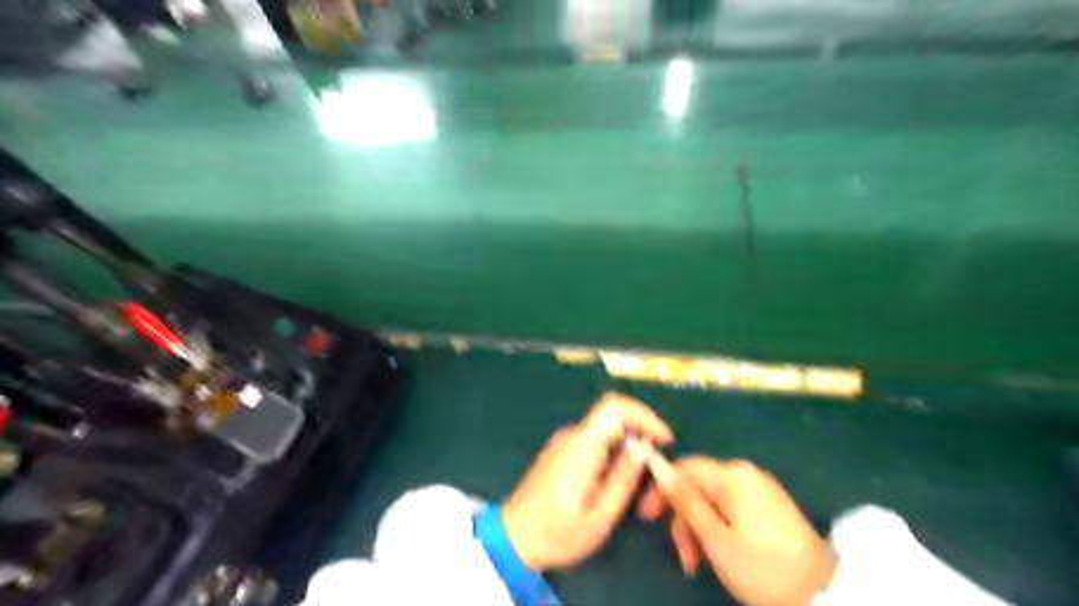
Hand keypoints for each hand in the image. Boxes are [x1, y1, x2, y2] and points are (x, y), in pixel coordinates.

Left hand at [498, 392, 671, 573]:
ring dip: (627, 448)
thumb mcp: (599, 517)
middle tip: (653, 471)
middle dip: (640, 437)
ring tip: (634, 486)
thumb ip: (623, 479)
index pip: (614, 406)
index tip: (663, 439)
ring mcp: (564, 441)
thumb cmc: (556, 534)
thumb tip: (643, 447)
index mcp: (581, 447)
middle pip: (614, 418)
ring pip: (606, 431)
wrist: (513, 539)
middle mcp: (571, 436)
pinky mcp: (561, 451)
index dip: (644, 415)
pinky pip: (595, 441)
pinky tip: (613, 484)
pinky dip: (612, 453)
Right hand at [638, 457, 832, 605]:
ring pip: (713, 501)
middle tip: (684, 557)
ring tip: (698, 564)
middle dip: (684, 519)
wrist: (824, 596)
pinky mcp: (769, 506)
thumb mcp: (716, 539)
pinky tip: (719, 553)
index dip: (662, 489)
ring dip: (699, 529)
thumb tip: (661, 469)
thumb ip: (686, 502)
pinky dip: (718, 528)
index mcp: (733, 476)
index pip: (685, 468)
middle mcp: (746, 474)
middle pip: (699, 486)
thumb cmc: (763, 569)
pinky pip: (731, 508)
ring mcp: (760, 489)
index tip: (647, 517)